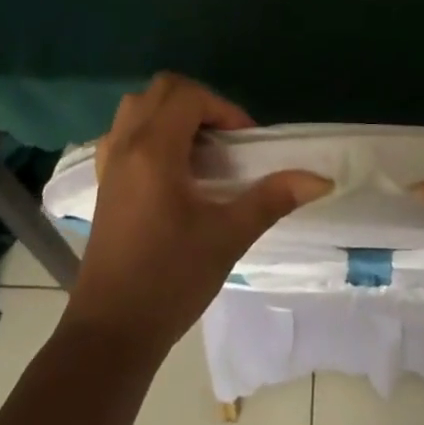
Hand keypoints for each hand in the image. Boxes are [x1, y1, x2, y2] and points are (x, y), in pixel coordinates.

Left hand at [62, 73, 330, 361]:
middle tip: (226, 139)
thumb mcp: (228, 237)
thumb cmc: (170, 280)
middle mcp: (126, 145)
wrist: (111, 334)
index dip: (224, 109)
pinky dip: (149, 130)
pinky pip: (124, 132)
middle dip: (199, 102)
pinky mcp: (103, 183)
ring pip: (138, 106)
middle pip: (162, 89)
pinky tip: (171, 167)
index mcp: (153, 150)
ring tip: (200, 149)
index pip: (189, 96)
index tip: (246, 142)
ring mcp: (109, 163)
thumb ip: (272, 198)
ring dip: (172, 112)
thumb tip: (320, 179)